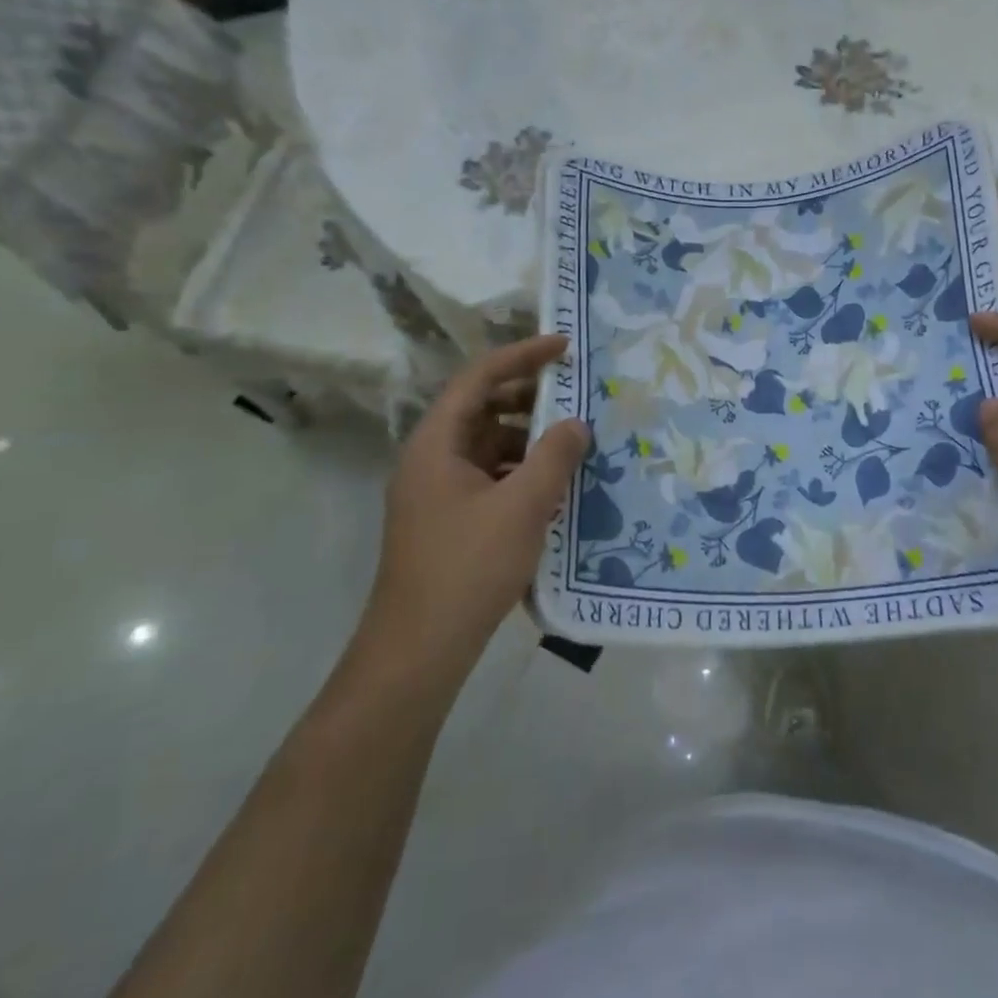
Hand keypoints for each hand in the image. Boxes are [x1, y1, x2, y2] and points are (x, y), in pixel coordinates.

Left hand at [364, 335, 588, 678]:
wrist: (420, 650)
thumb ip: (553, 456)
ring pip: (488, 446)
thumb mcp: (523, 506)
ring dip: (529, 440)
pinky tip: (555, 489)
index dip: (521, 356)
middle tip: (576, 396)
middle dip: (529, 399)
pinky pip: (491, 478)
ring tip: (574, 445)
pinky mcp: (451, 522)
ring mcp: (439, 493)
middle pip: (482, 410)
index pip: (478, 379)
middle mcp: (432, 460)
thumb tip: (576, 423)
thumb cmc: (468, 566)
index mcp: (437, 444)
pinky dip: (522, 473)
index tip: (564, 348)